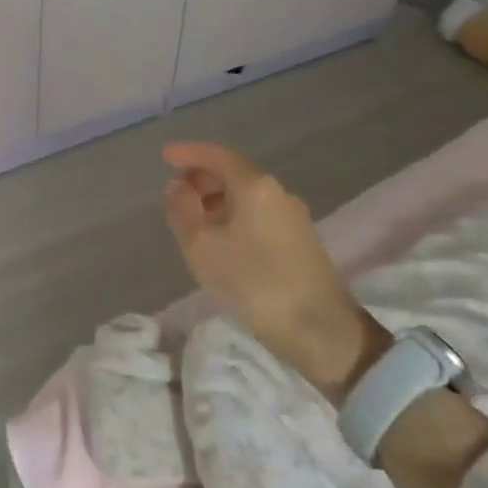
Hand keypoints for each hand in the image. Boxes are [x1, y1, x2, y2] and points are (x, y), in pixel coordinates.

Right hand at [162, 142, 377, 397]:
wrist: (322, 334)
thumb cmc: (255, 284)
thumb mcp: (202, 247)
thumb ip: (183, 210)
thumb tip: (178, 186)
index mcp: (256, 186)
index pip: (217, 156)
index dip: (189, 153)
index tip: (165, 156)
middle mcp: (278, 193)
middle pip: (234, 173)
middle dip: (202, 178)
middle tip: (175, 193)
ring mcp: (294, 217)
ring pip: (247, 196)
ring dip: (217, 200)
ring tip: (193, 220)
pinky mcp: (301, 242)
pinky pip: (258, 214)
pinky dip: (234, 216)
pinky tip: (221, 240)